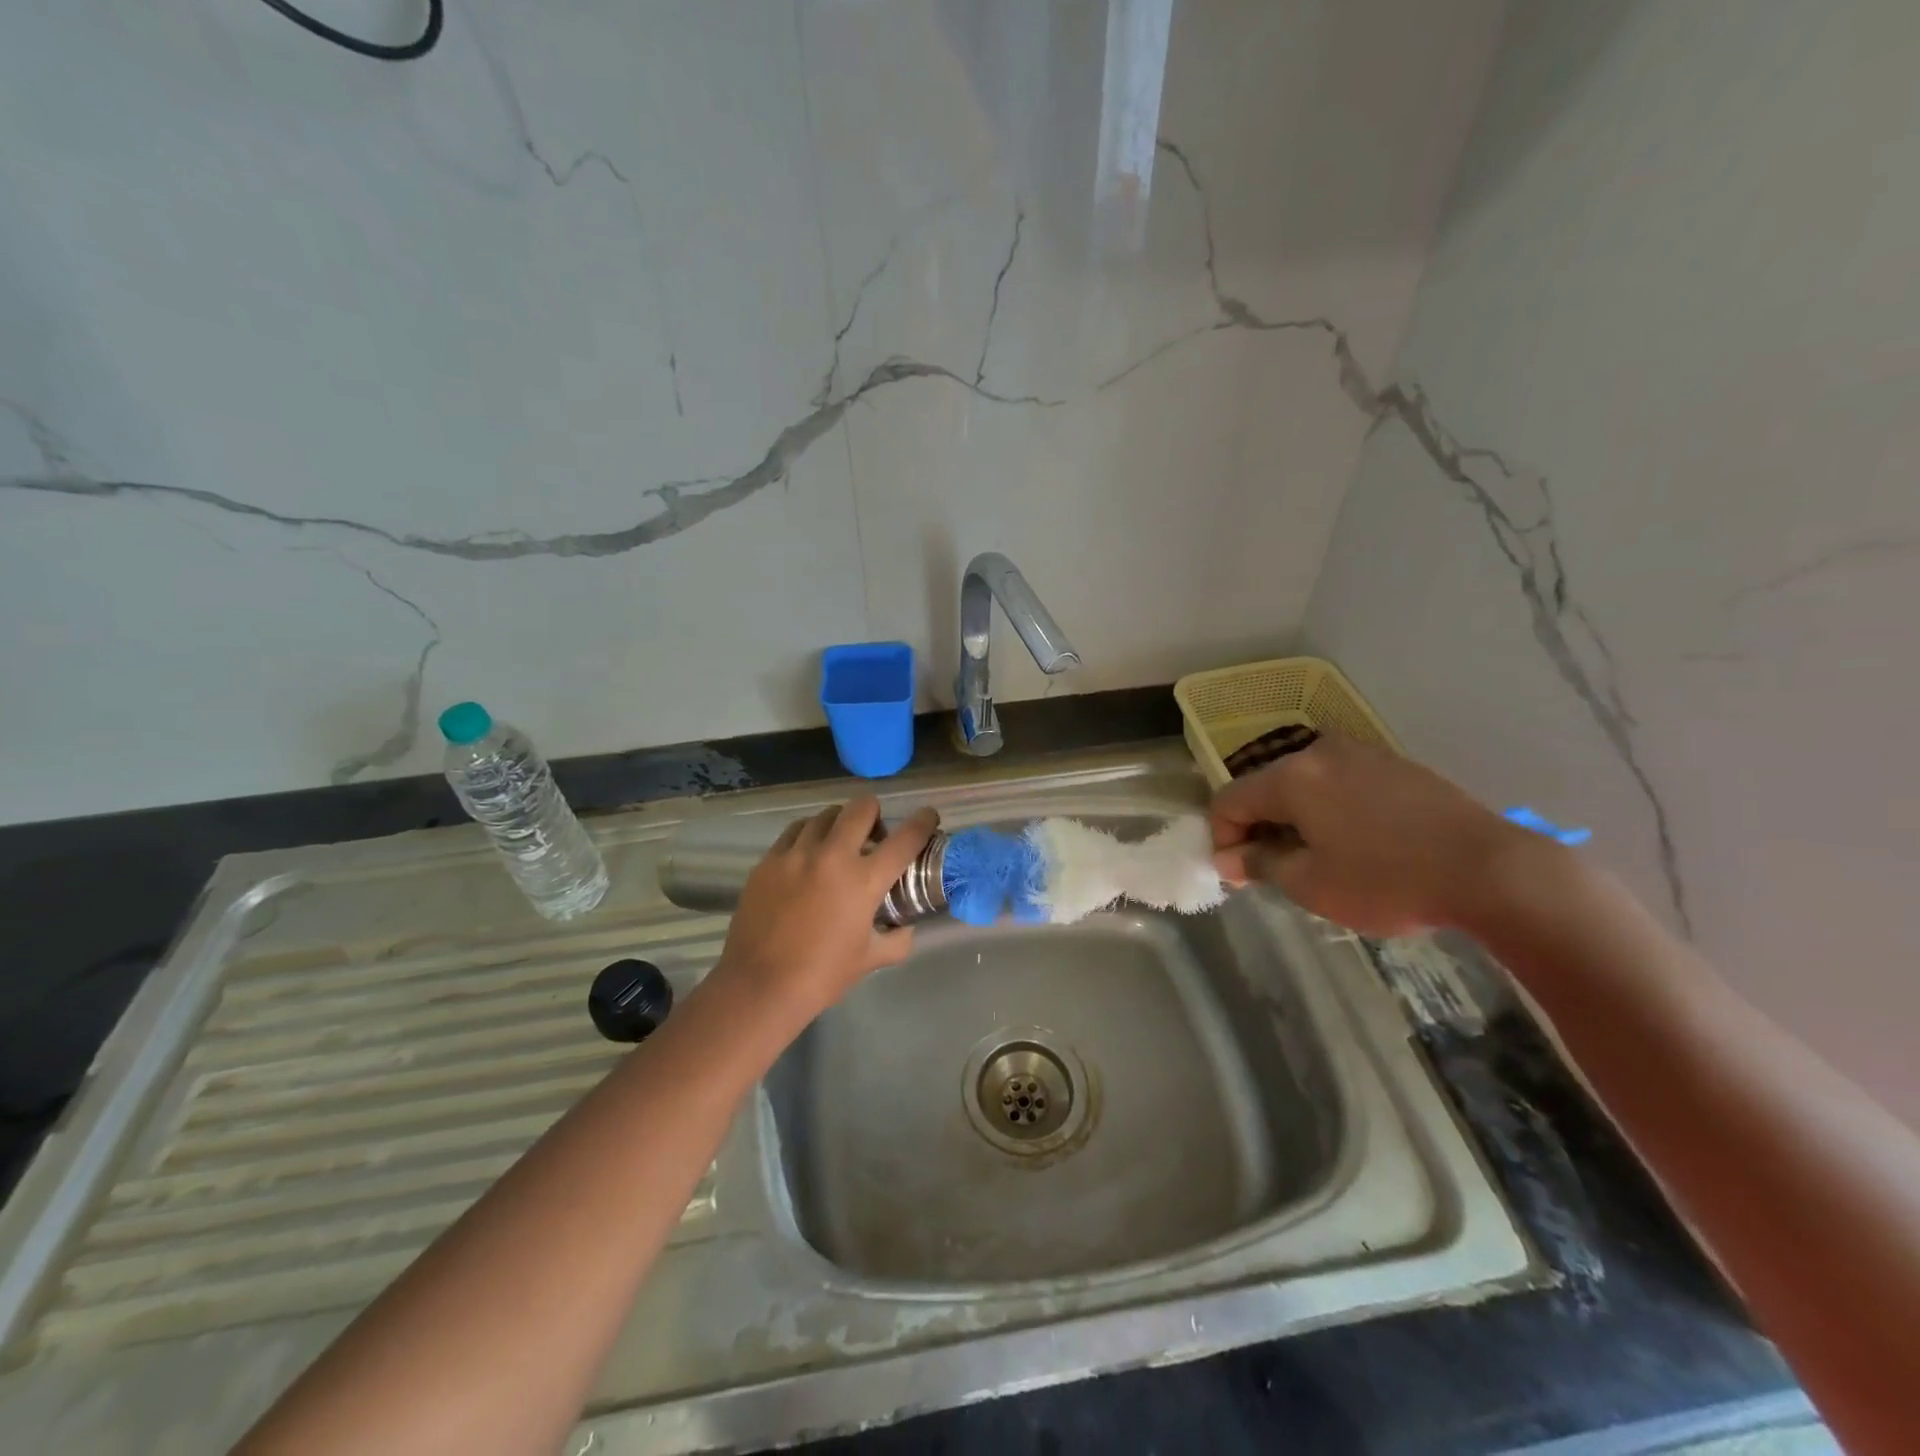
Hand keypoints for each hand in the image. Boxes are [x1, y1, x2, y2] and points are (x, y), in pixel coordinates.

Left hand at [709, 797, 939, 1020]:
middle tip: (874, 835)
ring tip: (837, 845)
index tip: (928, 816)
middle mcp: (832, 856)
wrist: (759, 986)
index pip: (905, 838)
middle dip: (875, 814)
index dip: (923, 821)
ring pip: (825, 815)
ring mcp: (796, 854)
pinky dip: (808, 836)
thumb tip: (905, 927)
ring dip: (840, 824)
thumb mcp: (870, 959)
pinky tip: (807, 856)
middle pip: (861, 807)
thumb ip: (897, 939)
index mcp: (864, 880)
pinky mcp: (768, 860)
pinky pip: (794, 832)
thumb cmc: (822, 975)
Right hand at [1209, 733, 1532, 935]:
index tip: (1237, 873)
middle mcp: (1319, 752)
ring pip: (1305, 784)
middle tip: (1273, 869)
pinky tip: (1355, 842)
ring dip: (1296, 818)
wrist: (1493, 870)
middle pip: (1266, 787)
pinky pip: (1341, 782)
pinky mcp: (1395, 764)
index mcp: (1291, 776)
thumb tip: (1229, 858)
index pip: (1229, 800)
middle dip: (1260, 826)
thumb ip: (1260, 864)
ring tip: (1317, 858)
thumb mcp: (1311, 884)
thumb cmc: (1388, 880)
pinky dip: (1330, 809)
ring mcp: (1361, 753)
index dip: (1222, 837)